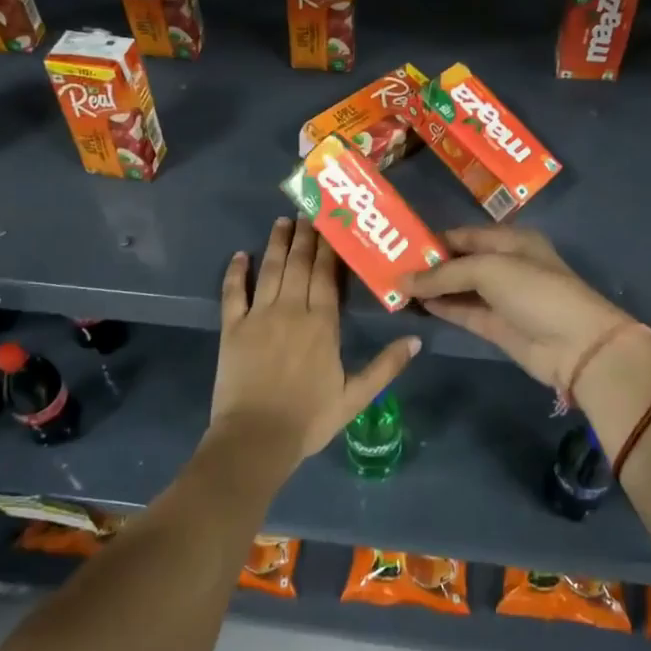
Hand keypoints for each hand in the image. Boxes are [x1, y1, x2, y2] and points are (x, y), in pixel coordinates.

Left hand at [210, 217, 421, 469]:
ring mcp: (259, 316)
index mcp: (322, 324)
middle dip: (305, 236)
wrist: (255, 439)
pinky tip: (239, 255)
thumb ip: (386, 366)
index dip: (330, 247)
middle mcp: (291, 310)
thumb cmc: (309, 419)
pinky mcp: (232, 328)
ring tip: (282, 221)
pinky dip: (236, 272)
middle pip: (299, 265)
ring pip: (270, 270)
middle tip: (309, 212)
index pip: (327, 275)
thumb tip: (417, 340)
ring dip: (276, 243)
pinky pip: (233, 293)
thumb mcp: (355, 396)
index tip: (333, 224)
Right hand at [406, 225, 634, 391]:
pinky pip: (462, 311)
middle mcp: (505, 265)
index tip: (399, 246)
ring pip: (457, 288)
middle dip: (428, 265)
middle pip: (459, 261)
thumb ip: (444, 274)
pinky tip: (414, 304)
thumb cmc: (535, 291)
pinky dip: (440, 307)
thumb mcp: (489, 270)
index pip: (463, 235)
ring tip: (394, 287)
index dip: (433, 240)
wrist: (576, 344)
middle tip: (389, 268)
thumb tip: (404, 280)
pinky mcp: (495, 325)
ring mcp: (500, 297)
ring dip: (430, 288)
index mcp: (510, 240)